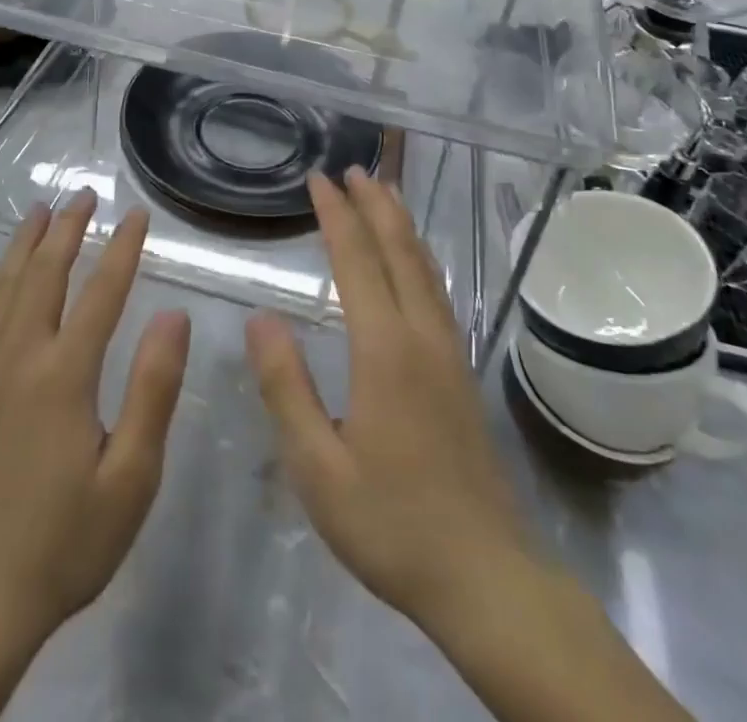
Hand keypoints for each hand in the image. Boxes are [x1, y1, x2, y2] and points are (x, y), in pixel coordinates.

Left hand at [0, 192, 190, 646]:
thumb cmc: (63, 542)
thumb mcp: (130, 477)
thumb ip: (153, 390)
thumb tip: (173, 314)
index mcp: (63, 374)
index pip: (100, 292)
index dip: (123, 248)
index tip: (138, 214)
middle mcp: (19, 357)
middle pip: (45, 274)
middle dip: (69, 228)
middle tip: (84, 193)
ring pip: (7, 286)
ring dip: (28, 243)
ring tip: (42, 210)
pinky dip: (1, 278)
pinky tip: (7, 274)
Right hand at [244, 169, 529, 637]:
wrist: (486, 577)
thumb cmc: (391, 523)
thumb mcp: (318, 468)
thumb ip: (287, 388)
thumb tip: (261, 318)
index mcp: (385, 350)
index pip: (357, 262)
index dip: (337, 216)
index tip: (319, 179)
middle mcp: (422, 336)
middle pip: (399, 251)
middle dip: (375, 204)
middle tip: (353, 168)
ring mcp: (449, 353)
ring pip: (425, 268)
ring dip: (401, 225)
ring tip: (385, 193)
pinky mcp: (461, 373)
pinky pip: (438, 292)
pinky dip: (420, 258)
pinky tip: (415, 262)